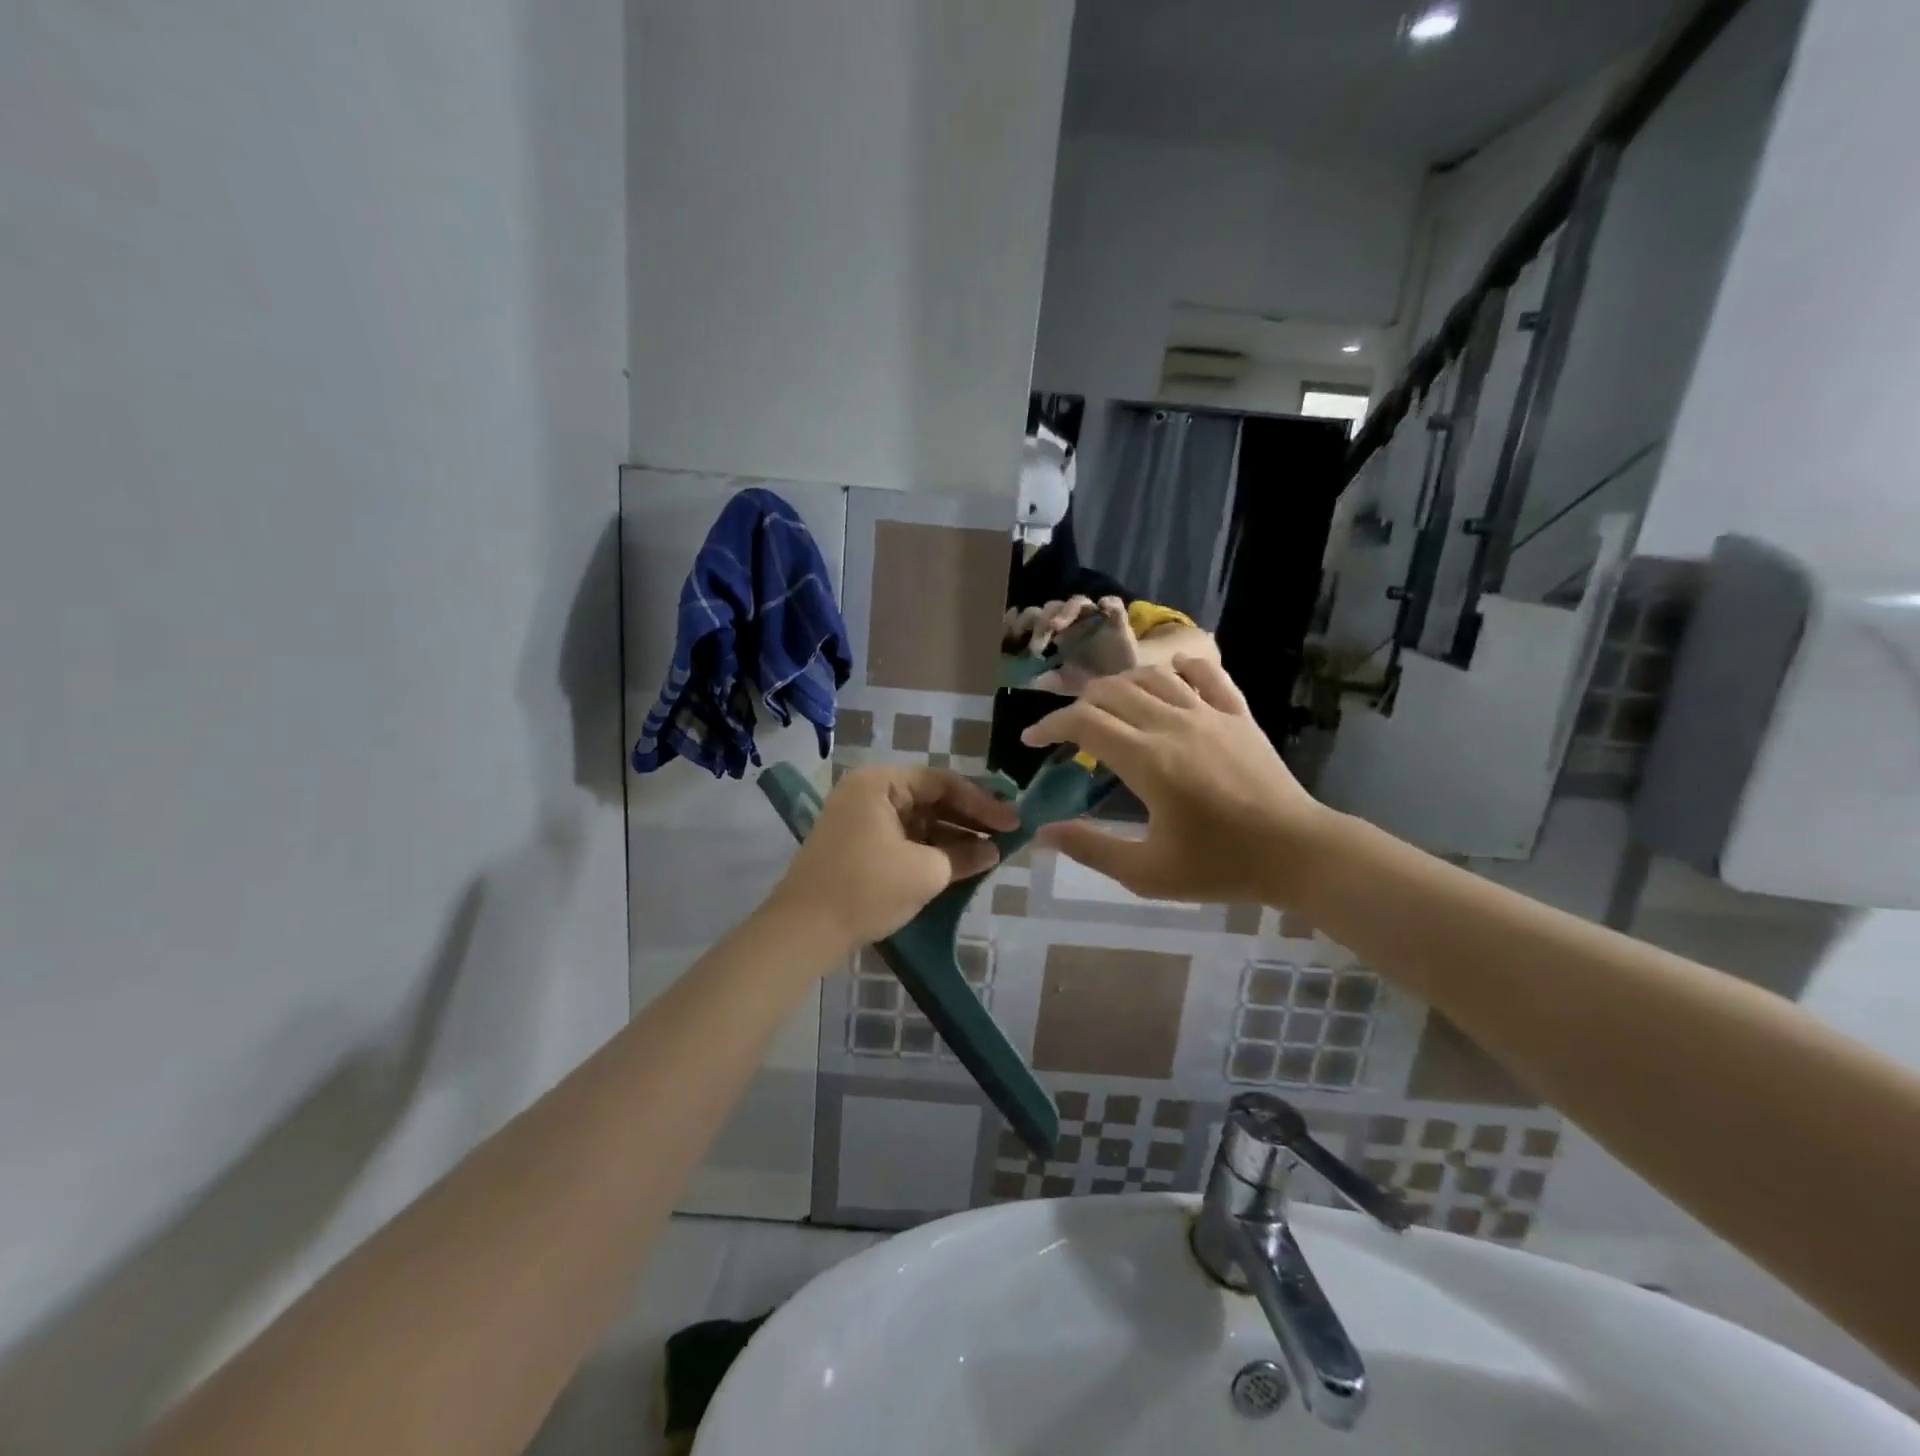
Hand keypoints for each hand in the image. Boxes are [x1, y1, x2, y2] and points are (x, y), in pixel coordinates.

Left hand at [768, 766, 1019, 949]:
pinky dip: (930, 849)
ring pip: (918, 820)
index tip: (1013, 823)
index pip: (942, 782)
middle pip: (929, 798)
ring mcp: (859, 819)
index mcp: (880, 783)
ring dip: (952, 836)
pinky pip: (903, 838)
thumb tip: (993, 852)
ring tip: (989, 853)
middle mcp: (868, 792)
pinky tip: (959, 864)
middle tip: (1006, 836)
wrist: (803, 932)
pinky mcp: (857, 846)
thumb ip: (965, 856)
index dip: (982, 803)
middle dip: (968, 819)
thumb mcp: (925, 872)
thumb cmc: (866, 889)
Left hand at [1003, 596, 1138, 693]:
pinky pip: (1113, 604)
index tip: (1009, 633)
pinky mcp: (1117, 620)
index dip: (1020, 620)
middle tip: (1035, 644)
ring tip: (1057, 627)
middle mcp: (1071, 621)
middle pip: (1050, 608)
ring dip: (1064, 611)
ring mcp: (1094, 617)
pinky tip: (1103, 607)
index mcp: (1054, 633)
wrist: (1125, 683)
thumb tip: (1013, 680)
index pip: (1032, 618)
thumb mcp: (1061, 683)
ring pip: (1076, 602)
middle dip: (1039, 621)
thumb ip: (1040, 680)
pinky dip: (1108, 603)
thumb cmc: (1090, 678)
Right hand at [1020, 657, 1330, 905]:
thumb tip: (1043, 833)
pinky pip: (1205, 674)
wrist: (1297, 852)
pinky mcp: (1238, 714)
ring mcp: (1209, 713)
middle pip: (1111, 692)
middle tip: (1065, 730)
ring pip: (1152, 676)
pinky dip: (1179, 668)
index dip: (1049, 726)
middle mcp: (1173, 723)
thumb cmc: (1219, 866)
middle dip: (1078, 705)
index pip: (1083, 722)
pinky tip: (1169, 675)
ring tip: (1107, 706)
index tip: (1031, 741)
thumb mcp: (1147, 872)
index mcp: (1147, 760)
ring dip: (1119, 685)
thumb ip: (1091, 849)